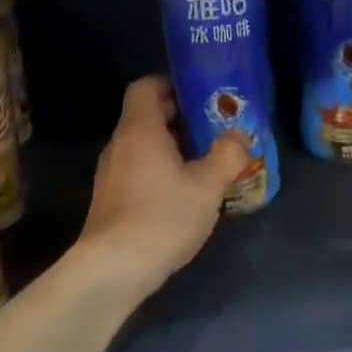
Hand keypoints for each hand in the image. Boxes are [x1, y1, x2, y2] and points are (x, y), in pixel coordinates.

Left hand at [77, 77, 248, 293]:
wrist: (114, 268)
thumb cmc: (162, 217)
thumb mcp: (207, 186)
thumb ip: (227, 155)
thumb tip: (240, 134)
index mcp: (140, 130)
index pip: (146, 87)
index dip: (171, 84)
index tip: (200, 94)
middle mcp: (120, 145)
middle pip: (147, 116)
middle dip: (181, 118)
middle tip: (215, 126)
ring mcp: (111, 173)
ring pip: (143, 145)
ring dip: (173, 146)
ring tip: (206, 159)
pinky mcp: (111, 198)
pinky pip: (138, 168)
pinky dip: (160, 169)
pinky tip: (185, 191)